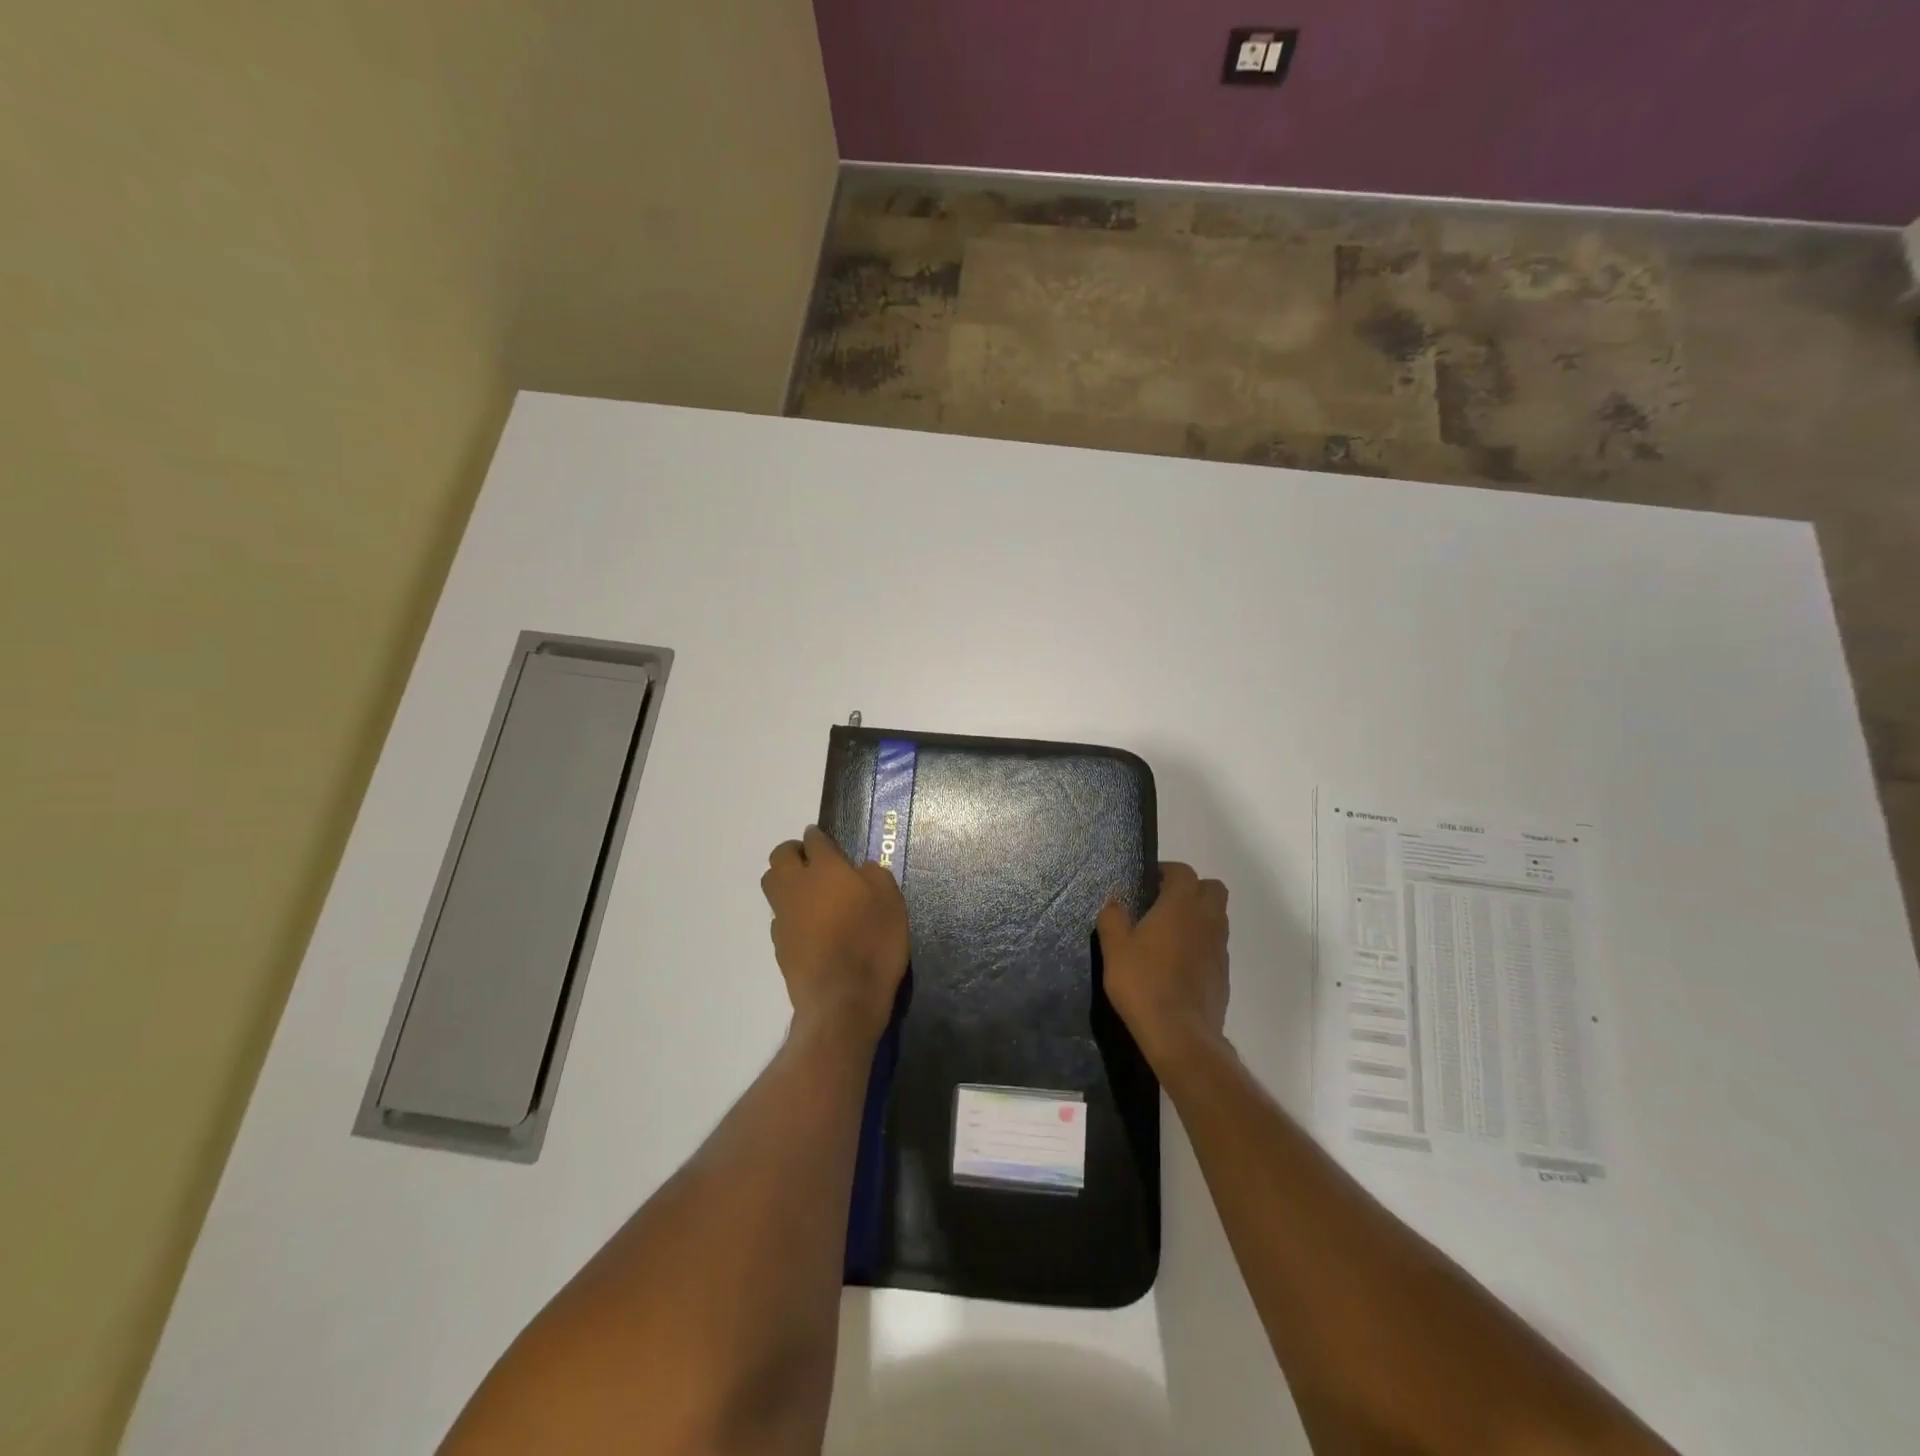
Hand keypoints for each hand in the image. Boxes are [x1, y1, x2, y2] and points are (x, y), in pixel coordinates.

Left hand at [762, 826, 909, 1041]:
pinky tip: (809, 926)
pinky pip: (779, 916)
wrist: (842, 999)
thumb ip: (874, 876)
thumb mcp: (891, 901)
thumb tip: (860, 869)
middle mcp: (796, 885)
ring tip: (808, 892)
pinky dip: (790, 913)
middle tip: (813, 862)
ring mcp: (783, 915)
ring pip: (772, 884)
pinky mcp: (778, 943)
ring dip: (785, 880)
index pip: (814, 840)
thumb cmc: (873, 942)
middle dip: (794, 852)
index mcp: (825, 869)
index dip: (820, 838)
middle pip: (781, 856)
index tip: (827, 842)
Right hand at [1097, 863, 1228, 1067]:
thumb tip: (1115, 900)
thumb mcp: (1115, 948)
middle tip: (1163, 903)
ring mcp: (1220, 947)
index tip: (1148, 882)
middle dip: (1191, 889)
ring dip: (1198, 916)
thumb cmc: (1143, 983)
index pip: (1183, 872)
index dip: (1166, 871)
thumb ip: (1113, 917)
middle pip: (1211, 889)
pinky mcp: (1224, 973)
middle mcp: (1207, 920)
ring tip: (1169, 933)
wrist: (1180, 1034)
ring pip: (1217, 917)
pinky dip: (1201, 943)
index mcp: (1181, 905)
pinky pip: (1216, 945)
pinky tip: (1178, 963)